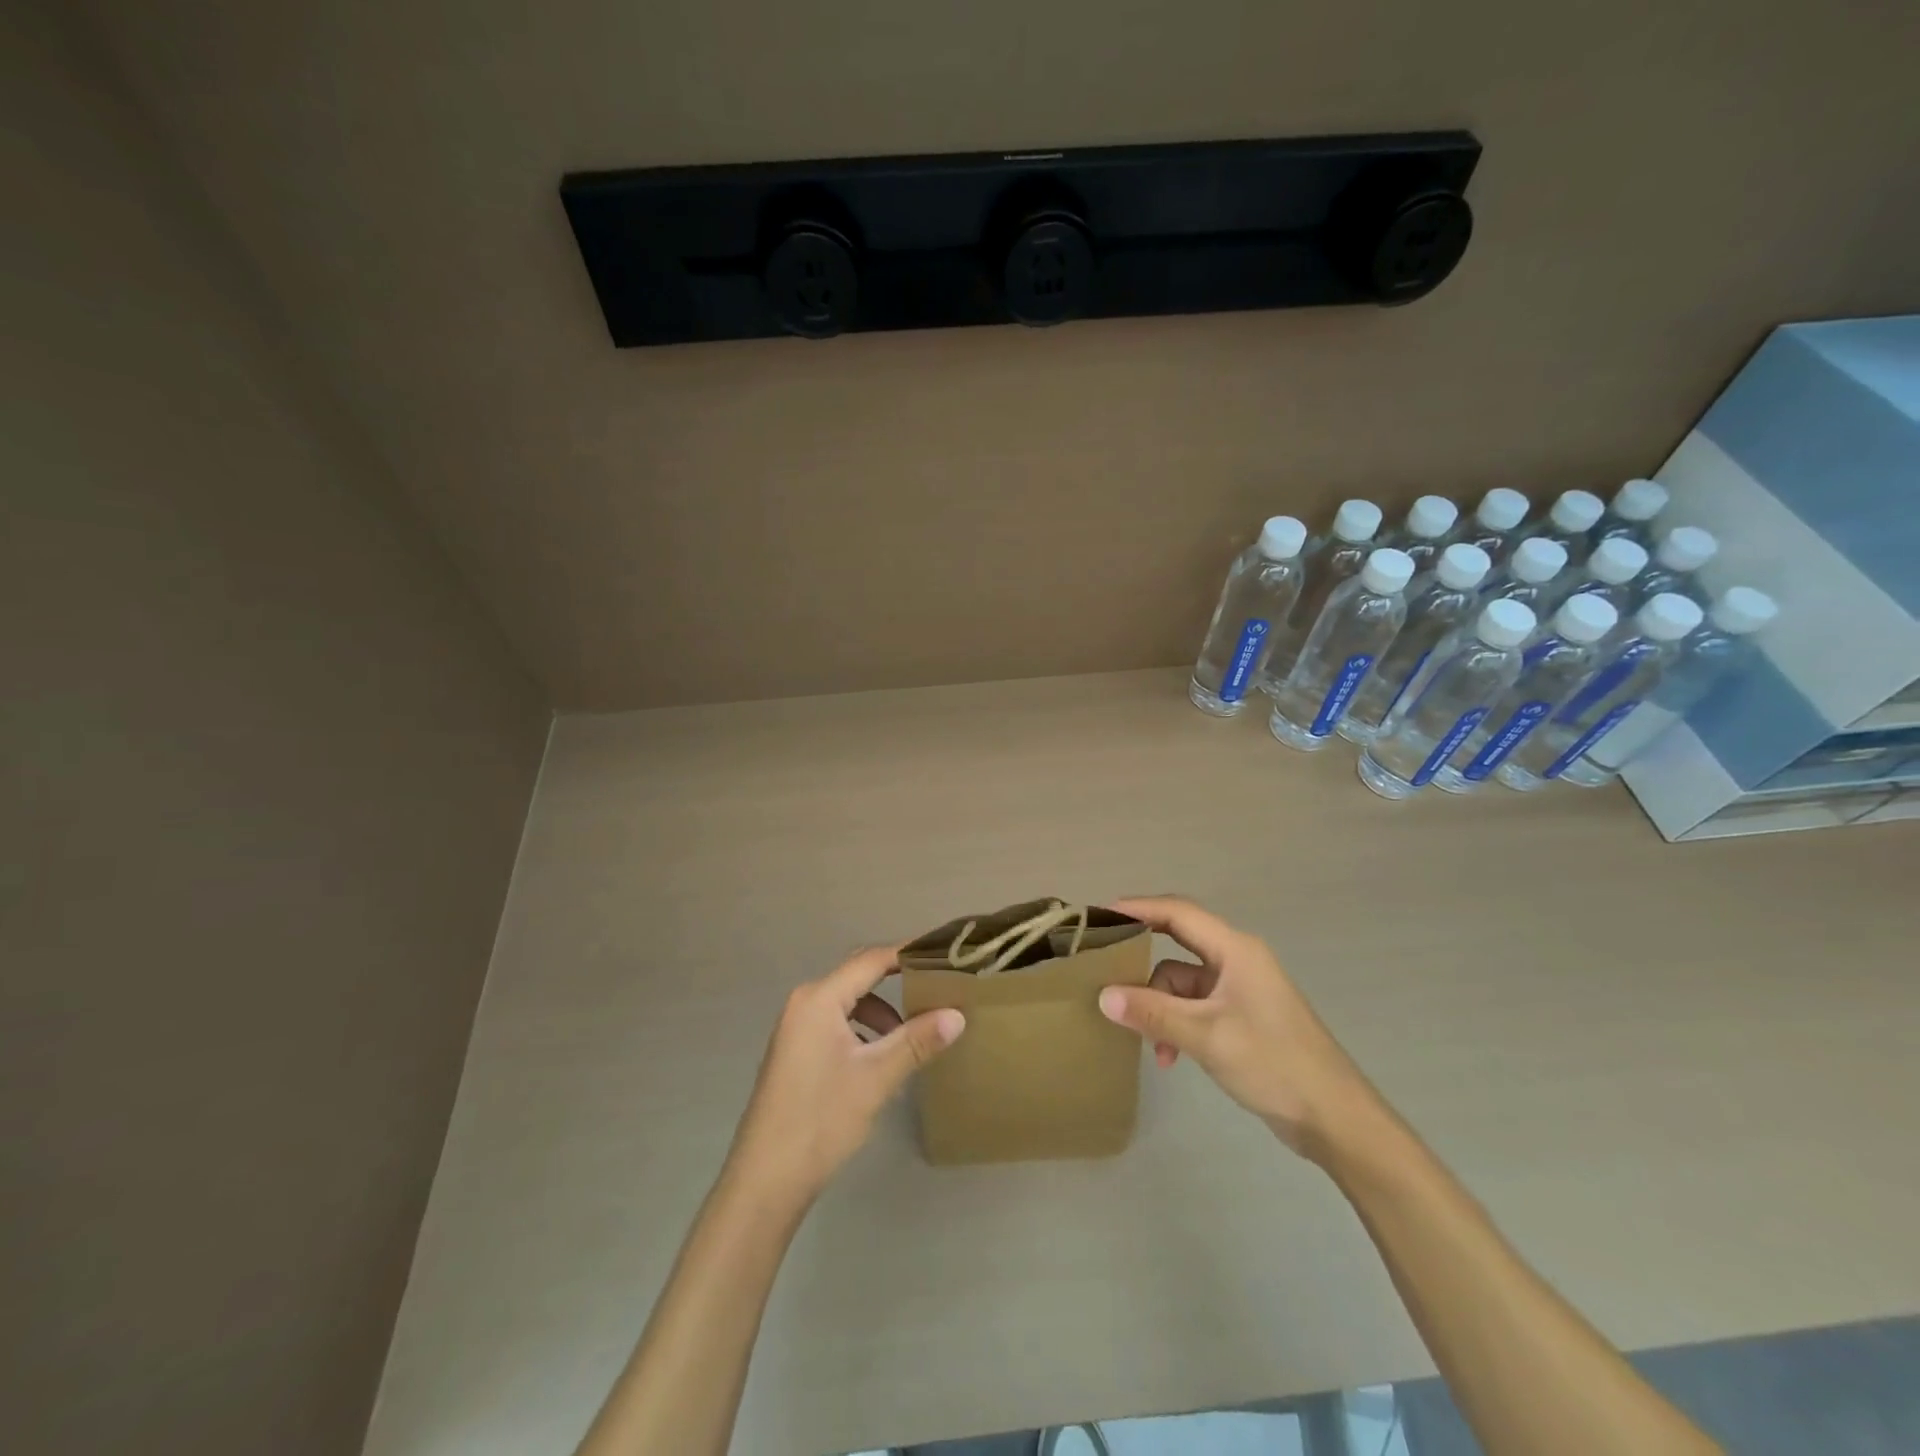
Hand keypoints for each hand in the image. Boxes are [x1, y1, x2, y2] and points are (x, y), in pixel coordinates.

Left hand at [727, 945, 964, 1202]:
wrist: (766, 1180)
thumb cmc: (821, 1119)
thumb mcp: (876, 1077)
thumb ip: (917, 1041)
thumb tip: (958, 1014)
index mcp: (819, 999)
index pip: (871, 960)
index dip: (908, 953)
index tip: (943, 953)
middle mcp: (804, 1003)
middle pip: (859, 977)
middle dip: (897, 982)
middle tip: (937, 988)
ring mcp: (796, 1028)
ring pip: (849, 1004)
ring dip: (882, 1014)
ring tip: (912, 1038)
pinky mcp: (796, 1052)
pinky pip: (837, 1024)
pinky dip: (863, 1032)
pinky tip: (881, 1062)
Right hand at [1098, 895, 1384, 1161]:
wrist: (1334, 1118)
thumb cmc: (1273, 1063)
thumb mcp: (1206, 1036)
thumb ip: (1152, 1012)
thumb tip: (1103, 995)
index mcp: (1235, 950)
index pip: (1178, 913)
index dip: (1137, 908)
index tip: (1099, 915)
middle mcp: (1236, 960)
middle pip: (1177, 945)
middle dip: (1142, 961)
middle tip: (1104, 968)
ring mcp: (1239, 990)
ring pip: (1182, 982)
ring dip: (1160, 1007)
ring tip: (1147, 1041)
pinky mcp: (1240, 1017)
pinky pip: (1194, 1006)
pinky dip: (1176, 1024)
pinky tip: (1169, 1056)